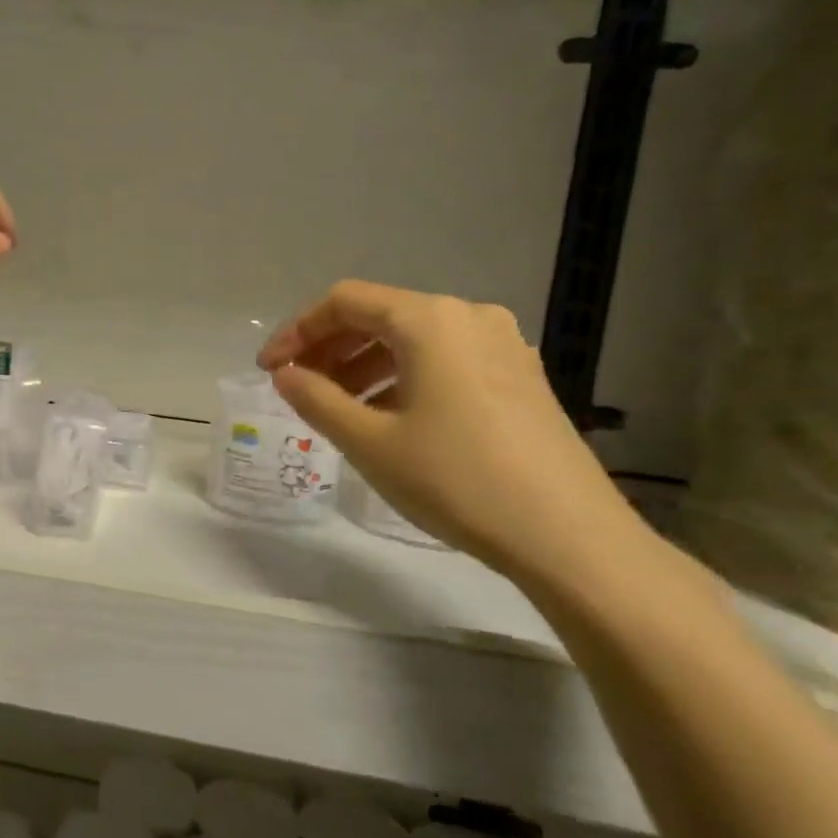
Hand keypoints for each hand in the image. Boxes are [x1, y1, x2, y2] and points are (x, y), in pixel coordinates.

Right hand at [258, 281, 645, 590]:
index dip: (297, 331)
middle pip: (380, 315)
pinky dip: (403, 378)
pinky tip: (389, 418)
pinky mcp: (520, 377)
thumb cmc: (456, 480)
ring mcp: (502, 345)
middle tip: (297, 388)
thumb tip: (285, 375)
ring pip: (413, 340)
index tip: (269, 370)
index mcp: (430, 320)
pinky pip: (444, 360)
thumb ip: (315, 399)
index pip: (344, 301)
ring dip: (364, 366)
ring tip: (337, 409)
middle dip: (329, 348)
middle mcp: (469, 317)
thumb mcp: (369, 441)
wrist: (568, 536)